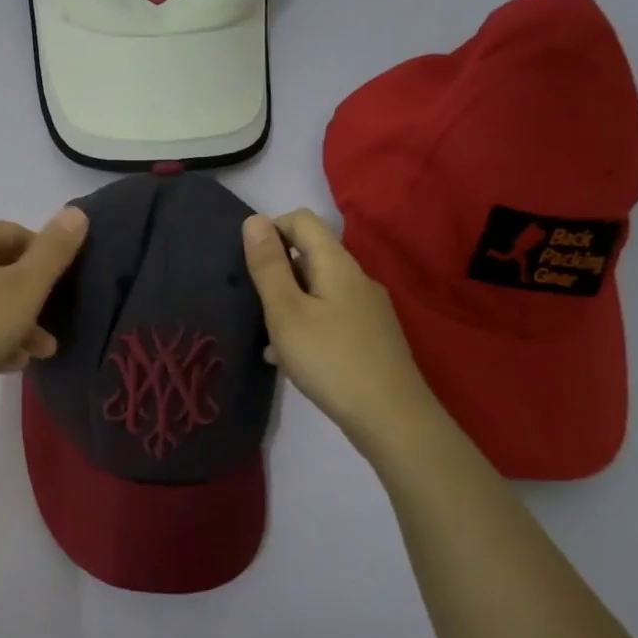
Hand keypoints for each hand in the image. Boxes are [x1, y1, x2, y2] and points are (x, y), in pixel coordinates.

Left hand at [0, 207, 88, 431]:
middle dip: (31, 301)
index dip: (45, 258)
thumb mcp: (26, 289)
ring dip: (13, 324)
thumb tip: (76, 212)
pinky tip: (5, 364)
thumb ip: (54, 251)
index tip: (63, 290)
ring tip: (36, 355)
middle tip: (52, 333)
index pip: (15, 233)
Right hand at [242, 209, 437, 444]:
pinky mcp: (370, 337)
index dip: (270, 230)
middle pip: (310, 255)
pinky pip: (329, 316)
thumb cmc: (330, 359)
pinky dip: (305, 326)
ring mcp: (367, 310)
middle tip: (251, 303)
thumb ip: (268, 266)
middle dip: (276, 271)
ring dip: (287, 303)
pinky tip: (289, 358)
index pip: (302, 221)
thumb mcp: (286, 312)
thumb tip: (253, 220)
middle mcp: (357, 279)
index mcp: (337, 264)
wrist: (391, 417)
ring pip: (317, 290)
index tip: (247, 264)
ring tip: (265, 335)